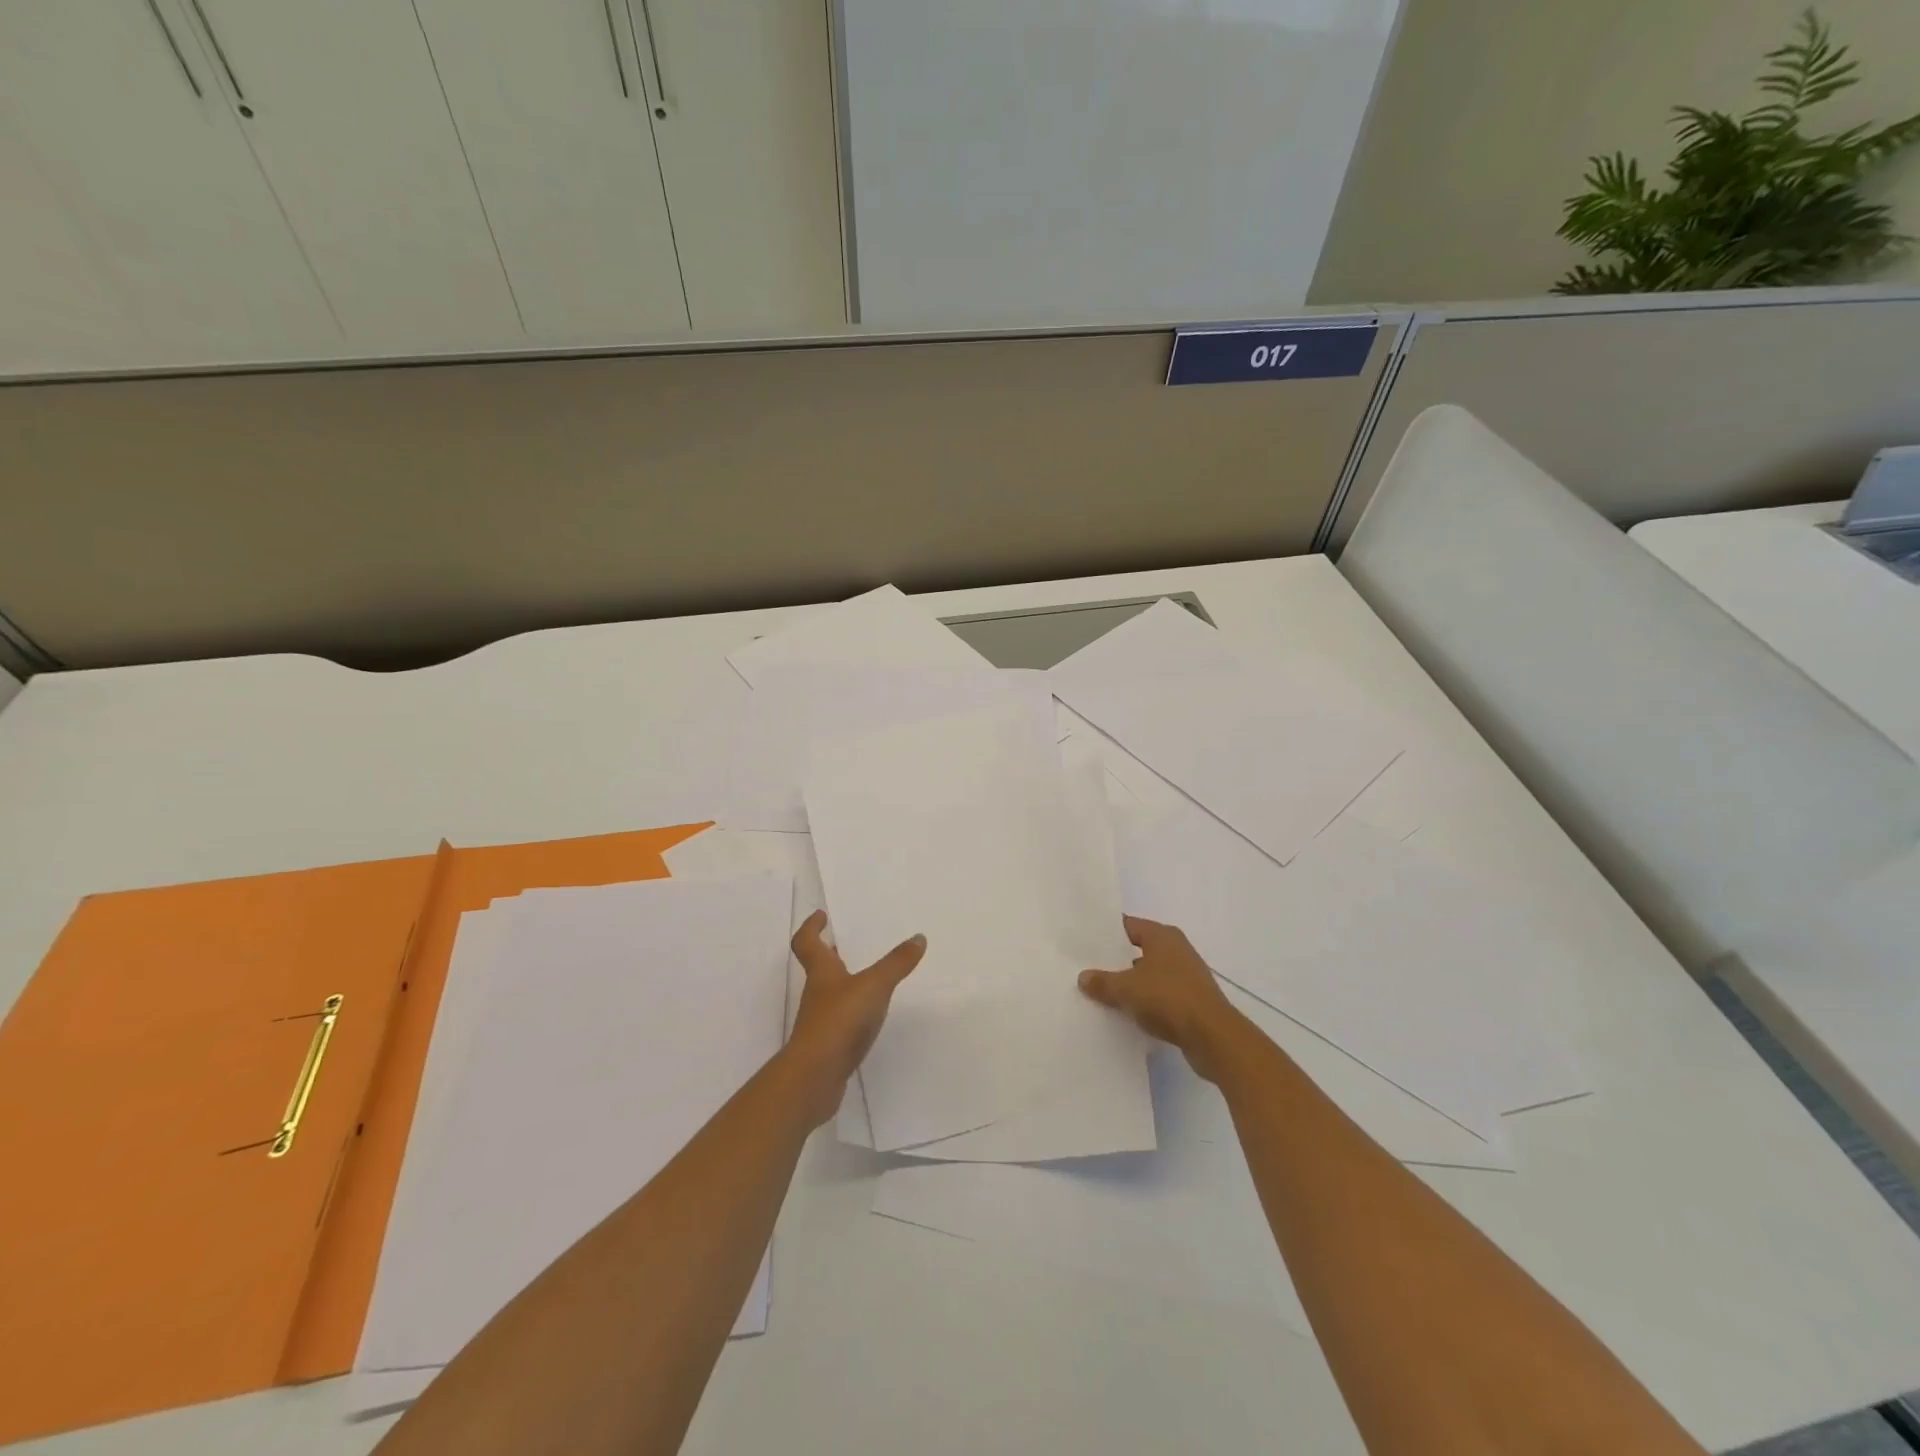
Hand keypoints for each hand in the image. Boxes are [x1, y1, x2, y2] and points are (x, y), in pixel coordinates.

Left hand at [783, 911, 925, 1125]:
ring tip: (865, 979)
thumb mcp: (874, 987)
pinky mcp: (827, 1046)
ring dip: (842, 983)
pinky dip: (850, 1013)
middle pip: (818, 968)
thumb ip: (896, 964)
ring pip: (829, 995)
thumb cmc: (839, 1022)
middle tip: (844, 944)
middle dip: (830, 954)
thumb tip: (918, 937)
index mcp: (822, 973)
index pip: (807, 942)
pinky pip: (839, 1021)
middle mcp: (817, 994)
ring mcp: (819, 1022)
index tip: (821, 915)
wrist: (814, 1078)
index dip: (811, 927)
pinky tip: (868, 1018)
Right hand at [1079, 915, 1248, 1081]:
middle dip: (1117, 958)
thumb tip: (1083, 977)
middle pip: (1139, 948)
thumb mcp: (1126, 989)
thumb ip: (1102, 981)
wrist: (1212, 1036)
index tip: (1086, 940)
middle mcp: (1177, 949)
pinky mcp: (1192, 1000)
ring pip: (1150, 973)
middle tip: (1089, 966)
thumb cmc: (1167, 998)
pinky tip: (1129, 1012)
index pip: (1129, 925)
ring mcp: (1187, 975)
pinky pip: (1161, 994)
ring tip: (1104, 991)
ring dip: (1132, 982)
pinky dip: (1146, 1000)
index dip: (1107, 932)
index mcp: (1162, 936)